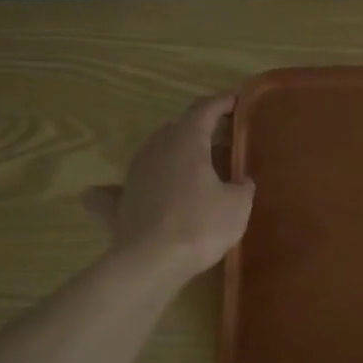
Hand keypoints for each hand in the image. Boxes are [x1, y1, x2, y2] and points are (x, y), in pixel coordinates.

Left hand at [81, 94, 254, 277]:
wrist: (151, 261)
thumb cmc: (201, 224)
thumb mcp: (238, 205)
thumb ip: (242, 186)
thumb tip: (241, 181)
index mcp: (187, 140)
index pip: (205, 109)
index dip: (223, 102)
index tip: (237, 100)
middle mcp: (156, 148)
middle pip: (179, 128)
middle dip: (200, 130)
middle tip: (222, 141)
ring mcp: (134, 173)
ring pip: (156, 152)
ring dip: (175, 155)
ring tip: (194, 167)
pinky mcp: (120, 200)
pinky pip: (126, 186)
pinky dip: (137, 185)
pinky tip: (134, 191)